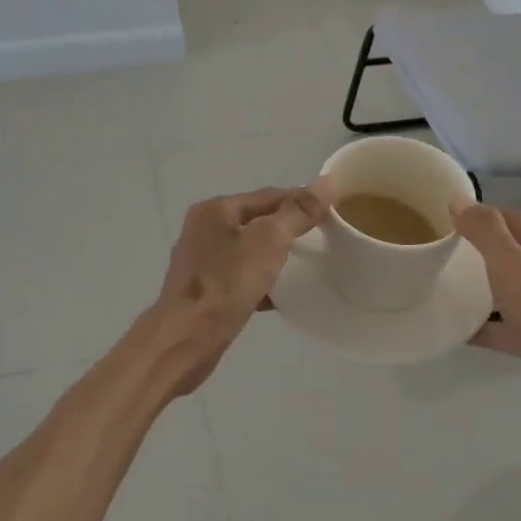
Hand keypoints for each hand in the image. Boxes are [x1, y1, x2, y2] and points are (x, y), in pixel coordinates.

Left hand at [150, 181, 333, 394]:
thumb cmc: (228, 282)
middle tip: (323, 240)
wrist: (187, 338)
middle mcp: (204, 229)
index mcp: (216, 209)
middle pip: (257, 221)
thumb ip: (298, 211)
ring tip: (307, 267)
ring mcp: (202, 261)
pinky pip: (241, 278)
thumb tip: (327, 182)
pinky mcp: (205, 291)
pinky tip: (283, 296)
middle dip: (289, 229)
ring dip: (276, 256)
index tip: (333, 212)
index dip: (302, 201)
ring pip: (249, 251)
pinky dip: (262, 282)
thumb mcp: (269, 240)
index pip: (269, 195)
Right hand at [451, 201, 520, 394]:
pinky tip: (467, 330)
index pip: (517, 221)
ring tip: (455, 290)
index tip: (448, 225)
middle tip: (448, 257)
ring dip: (491, 288)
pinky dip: (497, 323)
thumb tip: (459, 200)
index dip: (483, 220)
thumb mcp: (512, 271)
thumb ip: (487, 233)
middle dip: (485, 254)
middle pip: (520, 254)